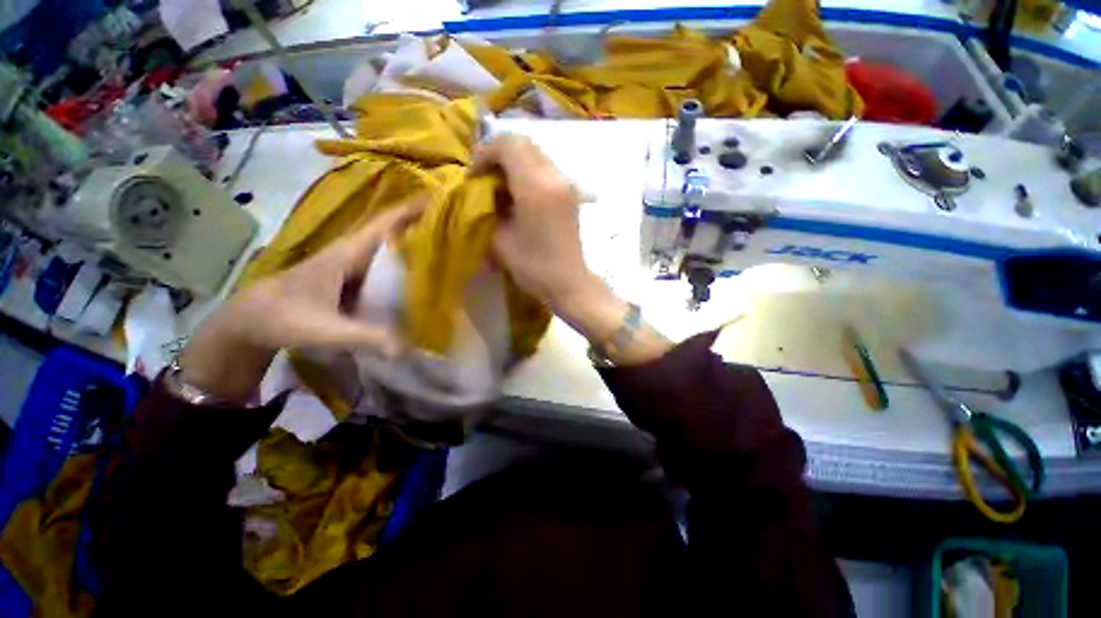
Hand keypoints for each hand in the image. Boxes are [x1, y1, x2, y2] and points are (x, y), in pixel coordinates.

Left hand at [178, 201, 424, 402]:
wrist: (249, 321)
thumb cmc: (282, 318)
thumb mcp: (324, 330)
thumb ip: (365, 338)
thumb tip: (409, 348)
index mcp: (347, 253)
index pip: (384, 223)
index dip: (412, 209)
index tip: (442, 197)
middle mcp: (352, 252)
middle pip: (392, 229)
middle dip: (422, 221)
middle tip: (456, 221)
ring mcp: (351, 264)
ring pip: (389, 245)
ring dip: (414, 239)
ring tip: (447, 241)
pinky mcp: (351, 276)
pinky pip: (384, 262)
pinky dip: (404, 259)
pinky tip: (420, 270)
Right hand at [471, 135, 590, 305]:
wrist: (568, 283)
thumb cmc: (533, 266)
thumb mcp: (500, 239)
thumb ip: (488, 209)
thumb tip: (484, 193)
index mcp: (536, 186)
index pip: (508, 145)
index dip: (485, 153)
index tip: (474, 176)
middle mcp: (555, 177)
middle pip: (524, 144)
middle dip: (499, 155)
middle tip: (484, 178)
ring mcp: (566, 184)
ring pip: (536, 155)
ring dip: (514, 163)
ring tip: (500, 188)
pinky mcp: (570, 195)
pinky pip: (545, 170)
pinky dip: (528, 173)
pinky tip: (519, 196)